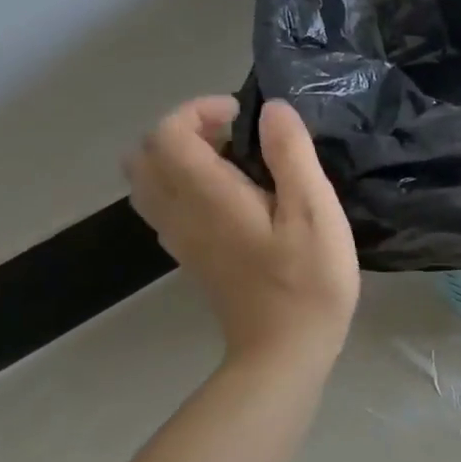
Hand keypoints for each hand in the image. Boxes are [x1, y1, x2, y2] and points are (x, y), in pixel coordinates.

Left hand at [124, 97, 359, 362]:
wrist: (285, 352)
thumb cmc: (308, 281)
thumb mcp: (315, 211)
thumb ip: (292, 155)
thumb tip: (273, 110)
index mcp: (207, 197)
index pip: (166, 134)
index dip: (198, 110)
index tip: (243, 115)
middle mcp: (180, 214)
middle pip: (145, 155)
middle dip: (184, 130)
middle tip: (234, 134)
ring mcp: (180, 240)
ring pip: (149, 183)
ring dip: (180, 158)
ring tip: (233, 161)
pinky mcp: (191, 258)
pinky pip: (164, 207)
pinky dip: (183, 185)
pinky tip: (231, 196)